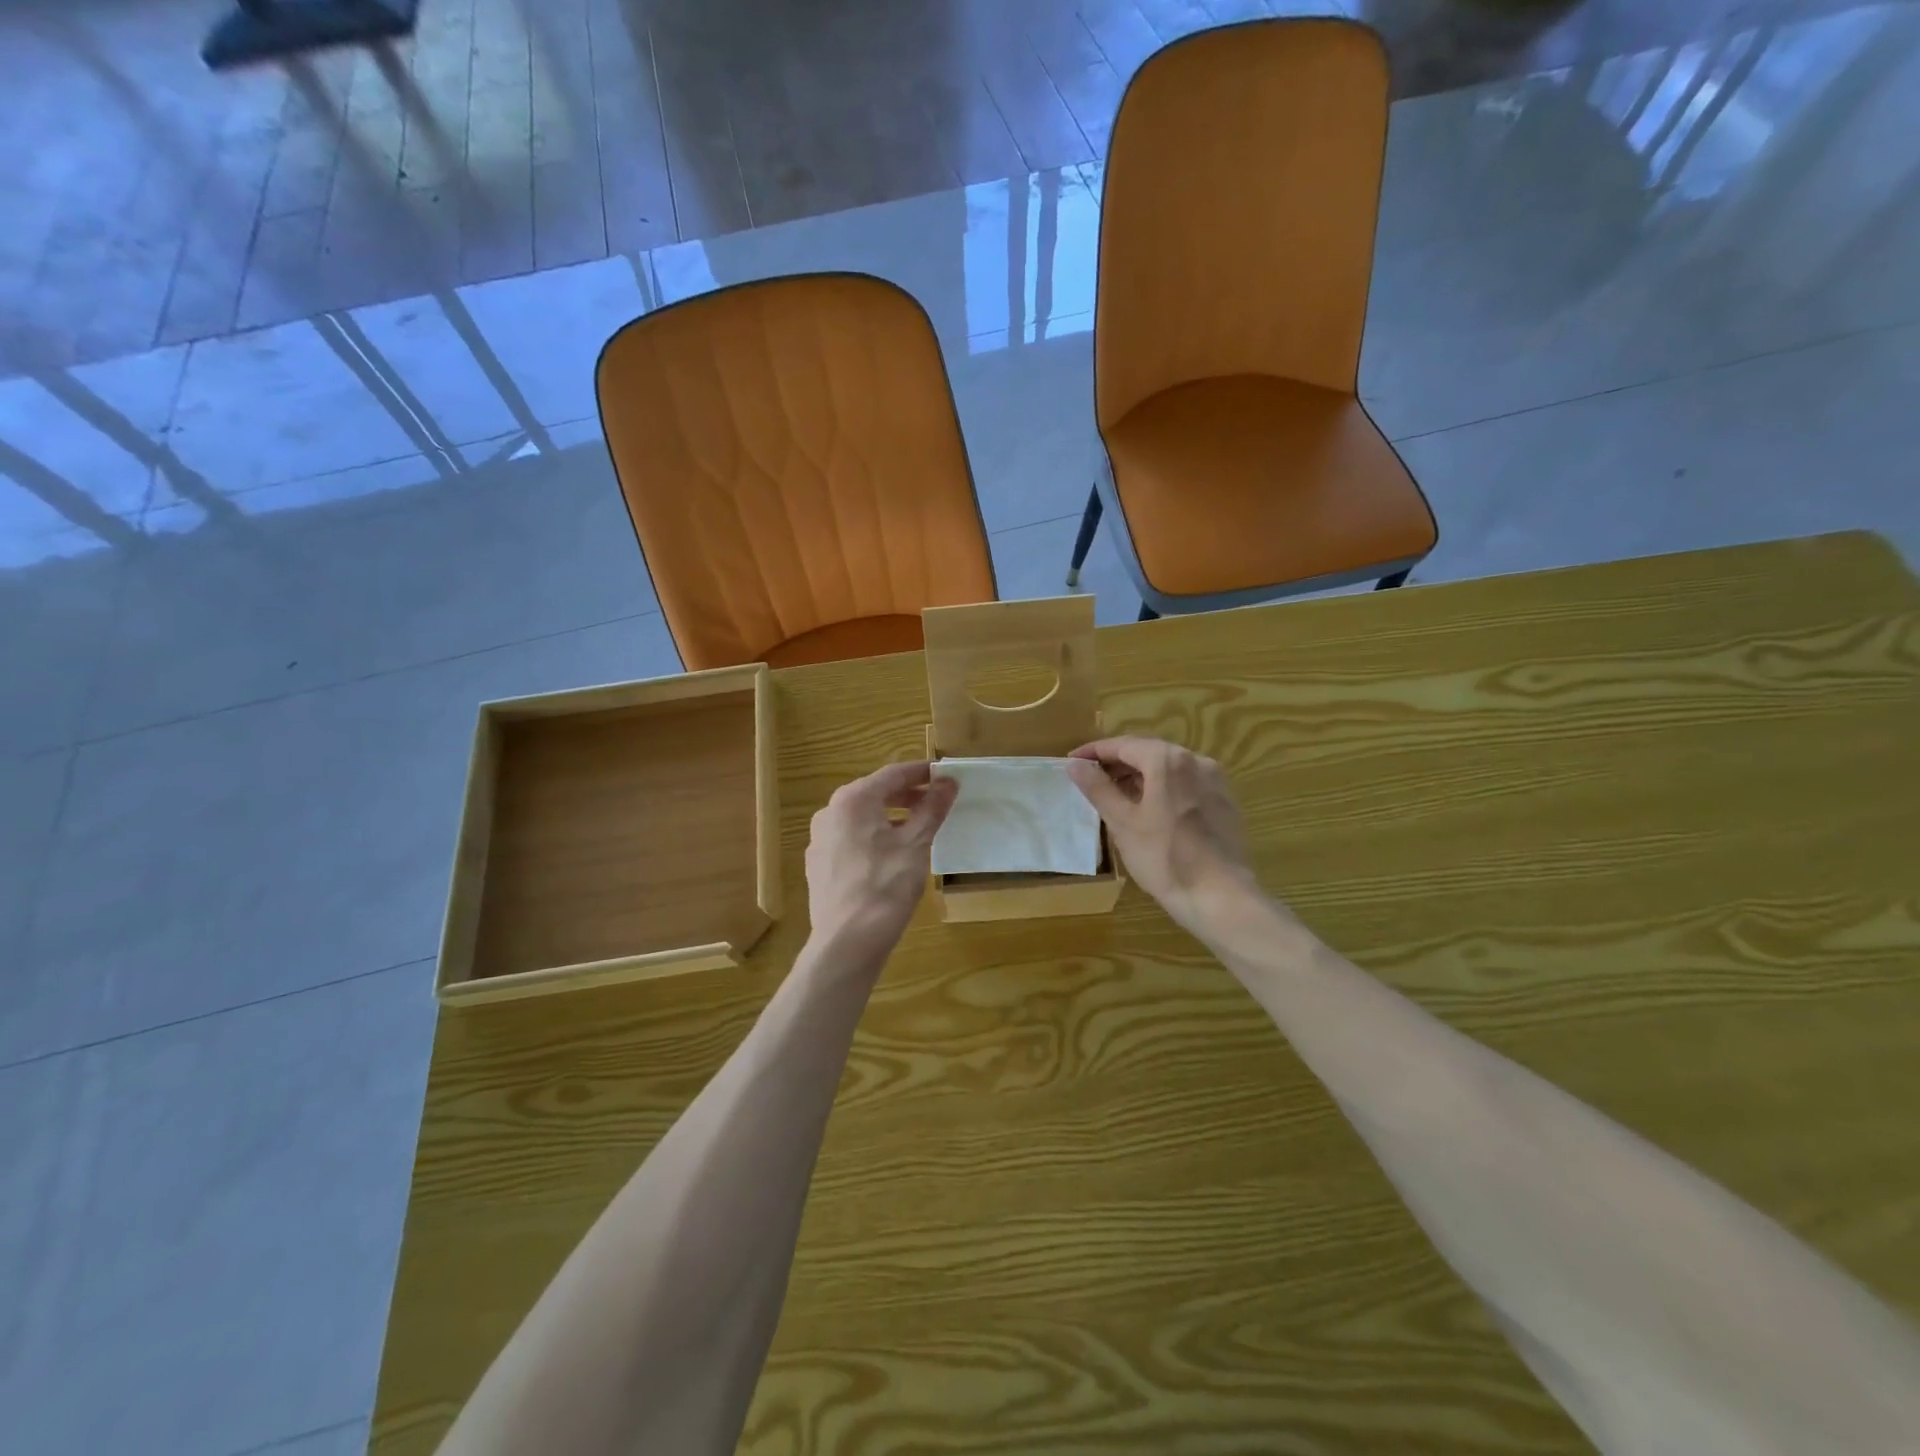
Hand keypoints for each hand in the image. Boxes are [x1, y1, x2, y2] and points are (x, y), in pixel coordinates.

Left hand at [805, 761, 958, 956]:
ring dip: (890, 817)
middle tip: (936, 801)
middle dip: (907, 795)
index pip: (893, 774)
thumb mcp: (916, 844)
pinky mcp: (818, 864)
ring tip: (918, 828)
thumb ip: (932, 808)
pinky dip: (873, 838)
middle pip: (874, 794)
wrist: (847, 941)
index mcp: (852, 800)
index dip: (921, 773)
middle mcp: (829, 812)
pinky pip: (850, 839)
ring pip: (861, 818)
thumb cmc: (885, 886)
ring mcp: (819, 839)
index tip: (945, 775)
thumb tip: (948, 782)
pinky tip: (891, 855)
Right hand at [1066, 736, 1254, 932]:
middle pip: (1148, 752)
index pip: (1123, 745)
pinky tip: (1150, 809)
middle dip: (1117, 762)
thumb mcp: (1123, 822)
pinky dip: (1163, 788)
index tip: (1072, 762)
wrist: (1221, 898)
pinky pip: (1187, 784)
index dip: (1094, 751)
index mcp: (1168, 760)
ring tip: (1116, 794)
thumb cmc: (1164, 858)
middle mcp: (1196, 760)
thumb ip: (1098, 788)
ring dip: (1140, 775)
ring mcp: (1216, 781)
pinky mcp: (1226, 803)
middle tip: (1090, 778)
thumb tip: (1075, 765)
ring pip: (1169, 768)